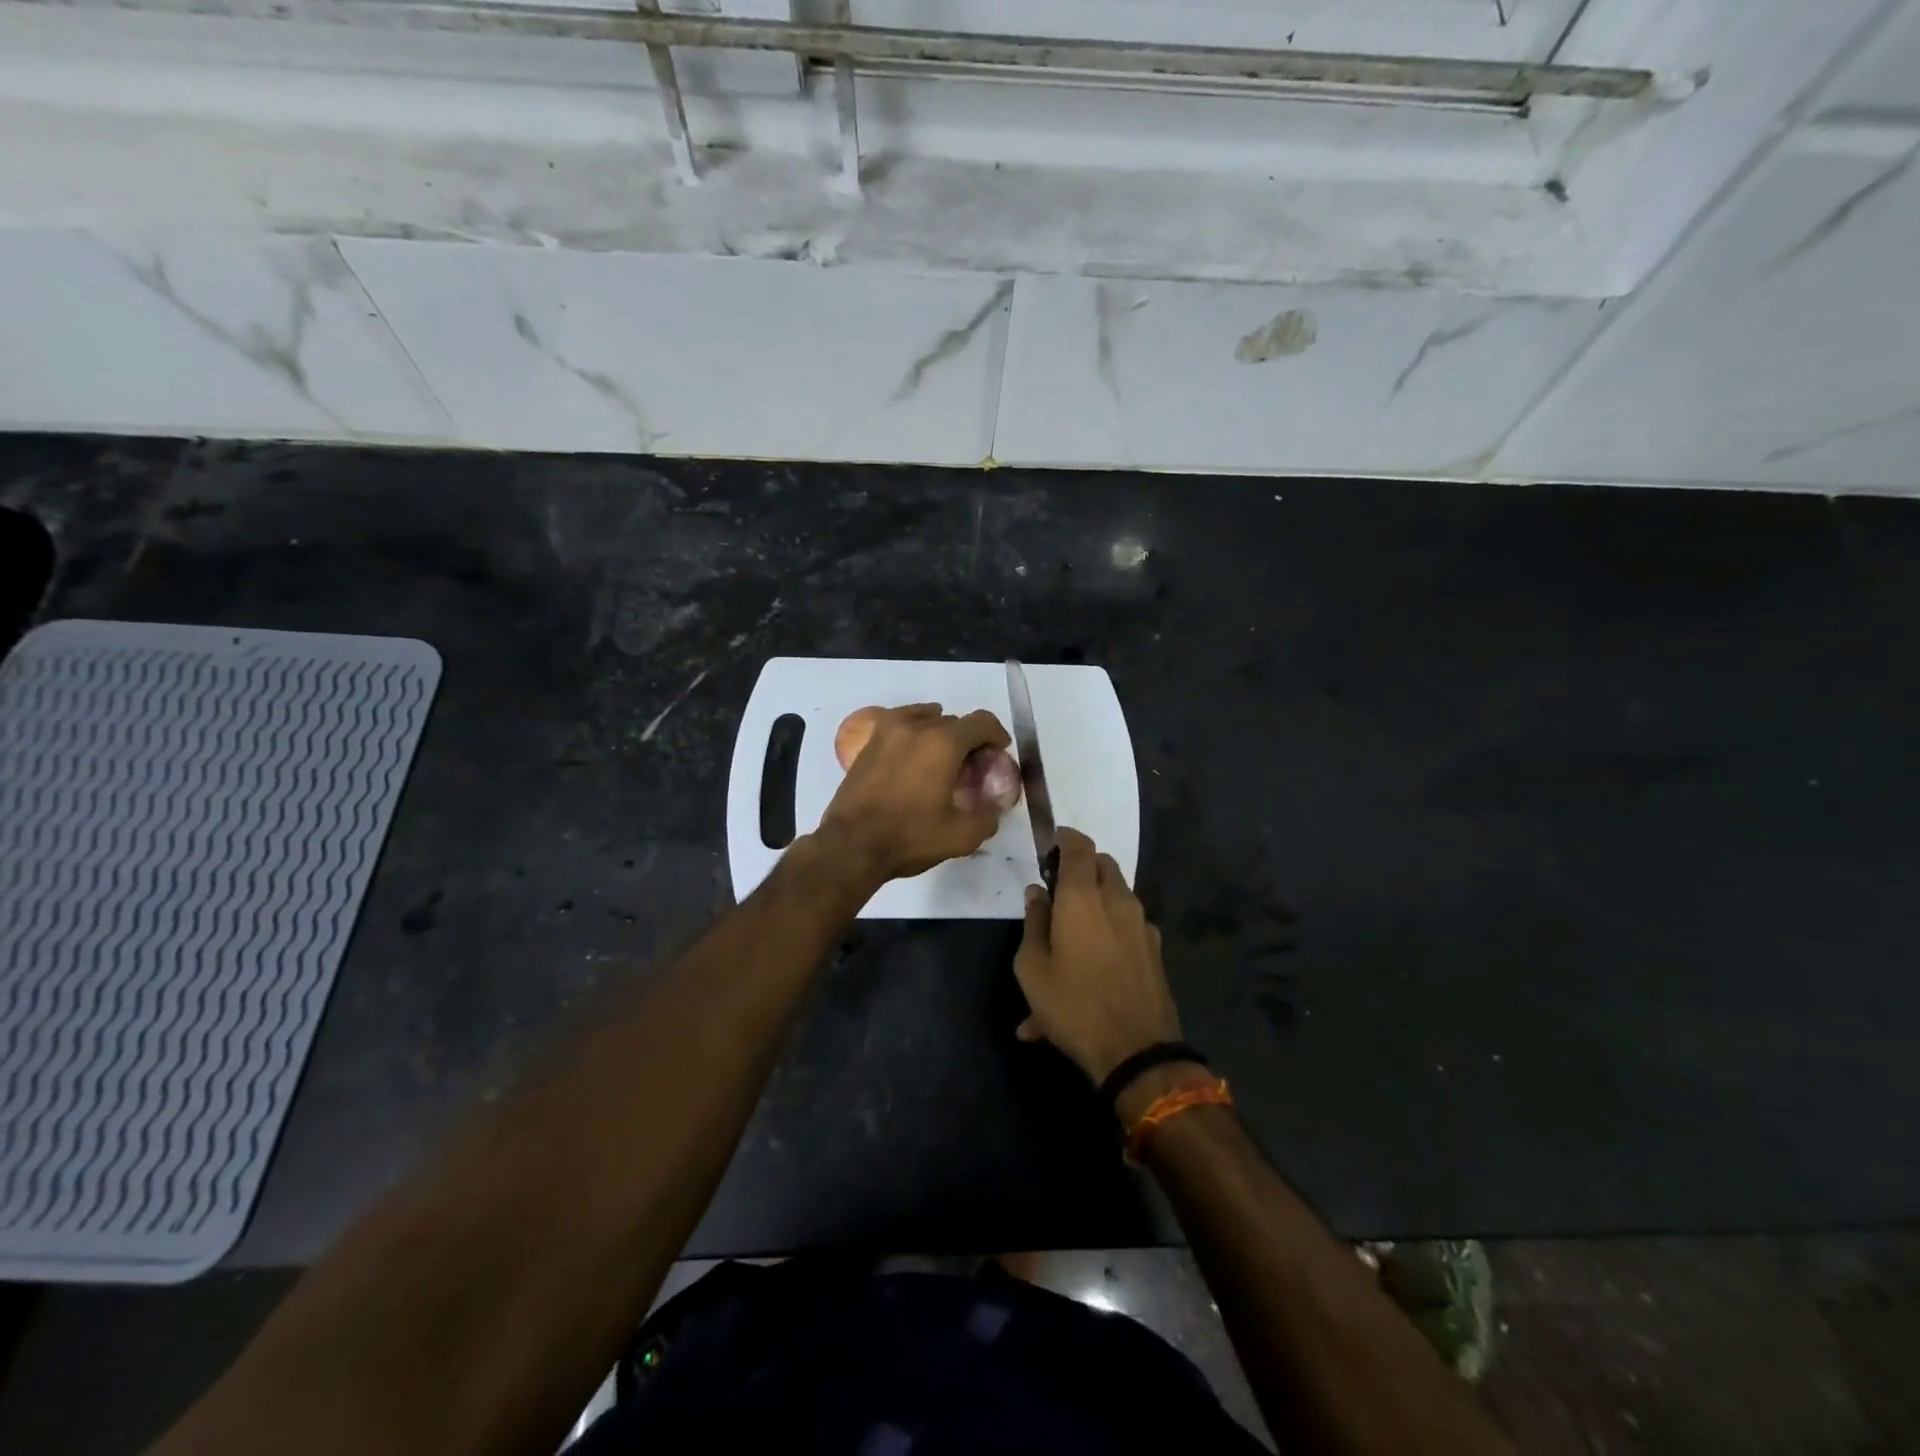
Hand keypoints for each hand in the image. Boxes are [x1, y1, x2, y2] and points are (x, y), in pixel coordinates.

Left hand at [815, 704, 1012, 885]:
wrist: (851, 845)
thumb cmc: (909, 837)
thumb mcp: (961, 837)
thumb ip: (987, 818)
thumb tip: (994, 808)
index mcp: (943, 743)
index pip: (981, 722)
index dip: (996, 734)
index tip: (999, 752)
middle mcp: (916, 728)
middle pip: (953, 720)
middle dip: (969, 738)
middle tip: (972, 765)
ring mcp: (888, 732)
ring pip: (925, 718)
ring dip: (940, 731)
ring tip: (942, 756)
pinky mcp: (869, 744)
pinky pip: (899, 724)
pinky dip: (913, 730)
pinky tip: (913, 751)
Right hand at [1013, 828, 1180, 1083]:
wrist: (1137, 1052)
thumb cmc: (1074, 1005)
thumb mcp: (1033, 967)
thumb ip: (1034, 921)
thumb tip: (1037, 892)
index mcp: (1084, 897)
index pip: (1079, 846)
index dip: (1064, 838)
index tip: (1049, 846)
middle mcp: (1118, 901)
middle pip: (1102, 865)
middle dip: (1080, 868)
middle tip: (1057, 891)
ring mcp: (1142, 925)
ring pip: (1117, 895)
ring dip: (1093, 903)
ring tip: (1066, 943)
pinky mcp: (1154, 950)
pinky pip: (1125, 929)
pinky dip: (1106, 936)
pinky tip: (1087, 974)